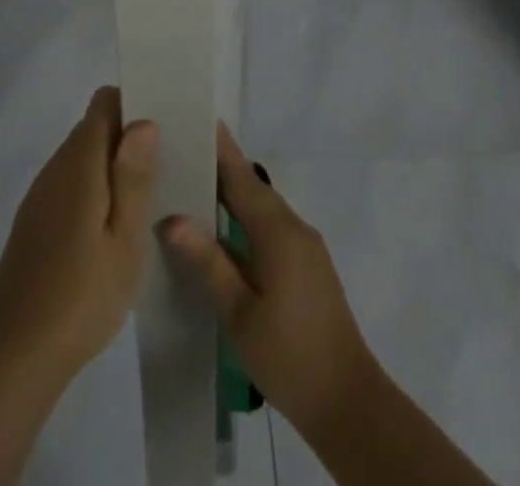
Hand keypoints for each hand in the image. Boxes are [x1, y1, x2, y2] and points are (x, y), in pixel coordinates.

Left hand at [0, 87, 159, 382]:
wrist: (14, 353)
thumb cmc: (81, 295)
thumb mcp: (125, 240)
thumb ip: (134, 177)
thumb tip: (143, 121)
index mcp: (80, 162)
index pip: (104, 103)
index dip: (134, 104)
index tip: (165, 127)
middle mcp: (56, 166)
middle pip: (94, 128)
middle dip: (129, 139)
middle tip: (167, 168)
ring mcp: (42, 194)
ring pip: (83, 158)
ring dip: (113, 167)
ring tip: (148, 200)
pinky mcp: (35, 221)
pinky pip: (71, 185)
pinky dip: (95, 191)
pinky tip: (112, 230)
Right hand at [160, 123, 379, 433]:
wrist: (348, 403)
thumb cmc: (289, 356)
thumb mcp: (239, 312)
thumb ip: (208, 261)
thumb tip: (171, 218)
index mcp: (278, 231)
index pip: (242, 176)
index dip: (220, 146)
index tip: (198, 115)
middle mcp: (294, 227)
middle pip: (252, 187)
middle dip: (220, 167)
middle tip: (181, 150)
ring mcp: (304, 246)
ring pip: (262, 207)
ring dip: (232, 193)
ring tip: (192, 185)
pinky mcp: (307, 266)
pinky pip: (270, 226)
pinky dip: (244, 218)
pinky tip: (221, 231)